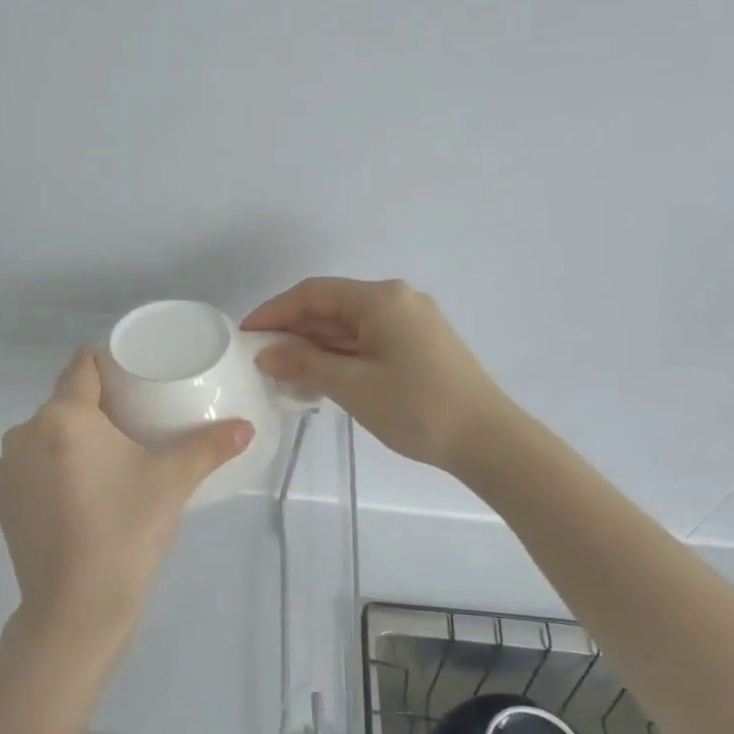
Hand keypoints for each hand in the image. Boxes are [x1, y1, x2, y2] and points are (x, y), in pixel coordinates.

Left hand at [0, 347, 252, 656]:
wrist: (75, 608)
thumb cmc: (125, 530)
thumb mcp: (172, 483)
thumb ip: (209, 447)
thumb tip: (246, 428)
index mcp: (63, 416)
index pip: (82, 365)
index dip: (108, 362)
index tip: (134, 373)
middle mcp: (25, 432)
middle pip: (65, 401)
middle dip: (97, 406)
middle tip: (136, 422)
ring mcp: (8, 469)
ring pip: (46, 434)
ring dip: (73, 438)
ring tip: (110, 460)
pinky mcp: (3, 502)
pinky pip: (33, 466)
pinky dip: (54, 468)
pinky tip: (81, 493)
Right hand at [243, 277, 511, 476]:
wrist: (488, 439)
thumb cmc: (416, 407)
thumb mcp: (352, 386)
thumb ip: (304, 364)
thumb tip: (266, 353)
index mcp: (381, 299)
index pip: (314, 293)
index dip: (275, 311)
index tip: (246, 335)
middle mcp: (397, 299)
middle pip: (332, 306)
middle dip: (294, 330)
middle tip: (260, 358)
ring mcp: (412, 322)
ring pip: (350, 325)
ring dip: (316, 345)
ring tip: (284, 373)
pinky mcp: (420, 344)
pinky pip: (368, 340)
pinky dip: (341, 355)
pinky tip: (321, 378)